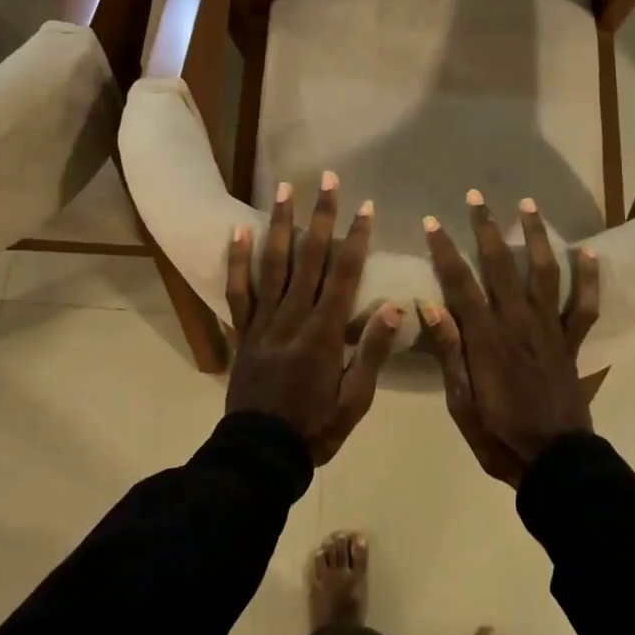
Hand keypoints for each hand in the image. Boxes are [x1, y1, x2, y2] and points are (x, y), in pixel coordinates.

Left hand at [226, 172, 403, 465]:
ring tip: (285, 189)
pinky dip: (238, 260)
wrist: (260, 455)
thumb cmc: (316, 428)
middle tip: (327, 179)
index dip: (356, 238)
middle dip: (321, 216)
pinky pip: (238, 290)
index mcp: (324, 333)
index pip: (344, 274)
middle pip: (309, 258)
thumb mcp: (355, 399)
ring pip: (273, 264)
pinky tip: (239, 230)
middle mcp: (293, 317)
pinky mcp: (243, 331)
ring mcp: (263, 322)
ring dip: (280, 224)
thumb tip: (397, 307)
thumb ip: (372, 350)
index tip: (366, 206)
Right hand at [418, 193, 606, 485]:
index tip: (432, 222)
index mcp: (486, 337)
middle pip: (500, 265)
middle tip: (475, 196)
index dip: (444, 250)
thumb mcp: (461, 401)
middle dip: (486, 228)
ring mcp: (550, 329)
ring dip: (535, 236)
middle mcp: (518, 321)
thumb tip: (427, 303)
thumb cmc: (499, 435)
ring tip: (528, 204)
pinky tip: (588, 252)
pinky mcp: (573, 342)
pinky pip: (585, 305)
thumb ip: (449, 350)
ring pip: (543, 272)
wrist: (555, 464)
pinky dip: (589, 278)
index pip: (460, 283)